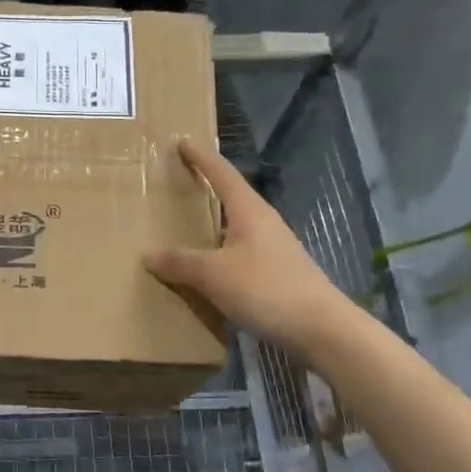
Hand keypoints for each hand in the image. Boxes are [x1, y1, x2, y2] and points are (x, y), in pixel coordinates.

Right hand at [144, 138, 361, 357]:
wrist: (321, 329)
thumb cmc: (266, 288)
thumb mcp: (214, 274)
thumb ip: (180, 263)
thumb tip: (149, 255)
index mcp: (249, 211)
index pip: (221, 173)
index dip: (201, 157)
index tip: (183, 141)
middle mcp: (263, 222)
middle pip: (231, 197)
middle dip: (207, 188)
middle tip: (179, 183)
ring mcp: (274, 248)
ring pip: (237, 227)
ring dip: (213, 224)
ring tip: (187, 228)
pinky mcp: (279, 273)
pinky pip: (241, 253)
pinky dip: (221, 253)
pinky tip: (209, 269)